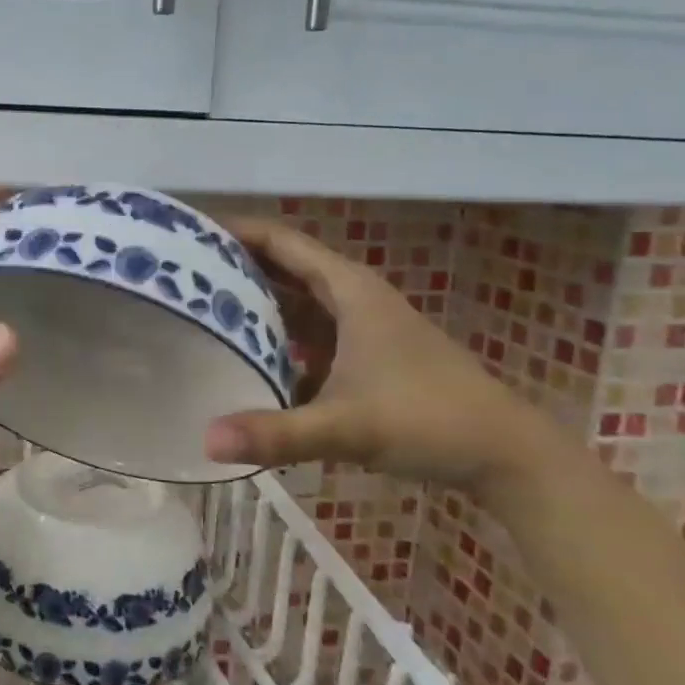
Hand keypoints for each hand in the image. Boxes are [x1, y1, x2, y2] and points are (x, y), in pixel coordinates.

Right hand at [202, 217, 554, 493]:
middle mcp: (351, 297)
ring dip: (253, 302)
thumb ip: (277, 434)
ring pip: (294, 301)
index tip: (185, 234)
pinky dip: (276, 337)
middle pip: (281, 267)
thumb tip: (206, 441)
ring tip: (199, 309)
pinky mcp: (364, 355)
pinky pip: (307, 333)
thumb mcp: (346, 426)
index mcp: (348, 289)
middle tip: (178, 275)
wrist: (507, 454)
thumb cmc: (429, 419)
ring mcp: (359, 326)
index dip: (233, 231)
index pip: (279, 240)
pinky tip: (246, 358)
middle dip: (233, 266)